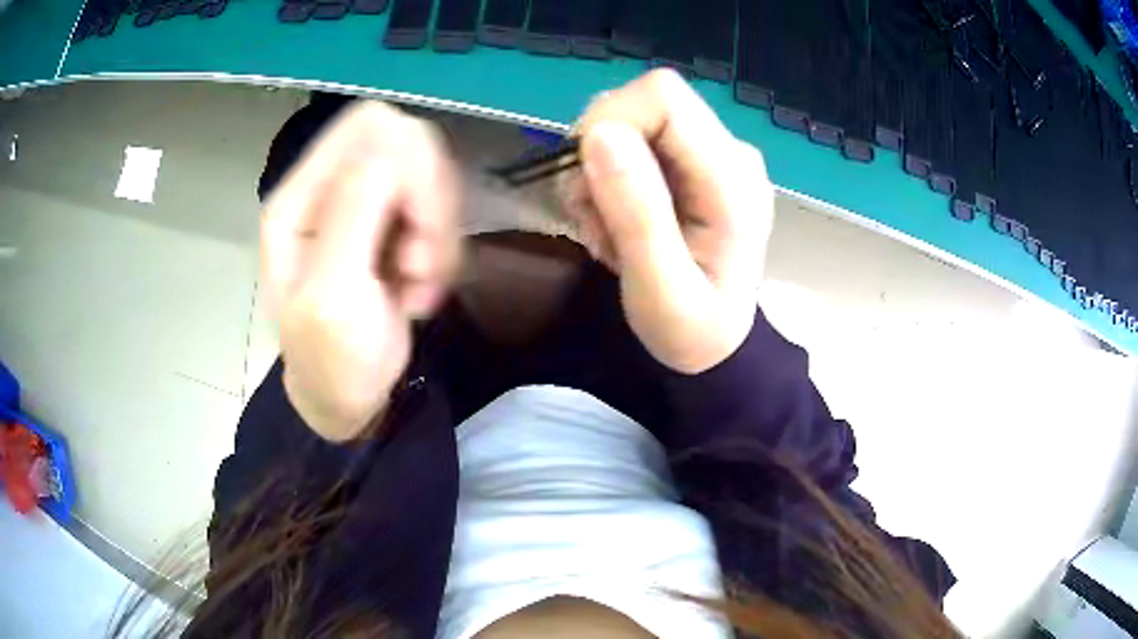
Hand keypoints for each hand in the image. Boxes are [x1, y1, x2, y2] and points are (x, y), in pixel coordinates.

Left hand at [260, 102, 459, 441]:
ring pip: (430, 177)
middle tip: (421, 264)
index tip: (420, 229)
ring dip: (438, 233)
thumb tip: (393, 144)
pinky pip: (437, 209)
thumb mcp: (332, 298)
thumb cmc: (331, 360)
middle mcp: (329, 188)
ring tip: (417, 285)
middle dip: (429, 205)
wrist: (346, 396)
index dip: (411, 163)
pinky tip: (420, 286)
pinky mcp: (390, 223)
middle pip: (407, 143)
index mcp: (300, 199)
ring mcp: (361, 204)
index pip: (369, 126)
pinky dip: (441, 248)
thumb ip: (353, 217)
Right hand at [563, 69, 773, 373]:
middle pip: (643, 104)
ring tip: (608, 231)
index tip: (586, 182)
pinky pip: (636, 143)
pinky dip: (609, 179)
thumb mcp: (661, 291)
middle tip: (594, 218)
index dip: (608, 122)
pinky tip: (617, 223)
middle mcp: (730, 152)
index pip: (663, 96)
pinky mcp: (696, 163)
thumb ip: (637, 214)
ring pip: (632, 121)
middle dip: (597, 154)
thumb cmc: (692, 331)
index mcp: (732, 179)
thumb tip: (599, 134)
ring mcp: (715, 155)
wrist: (718, 346)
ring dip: (598, 173)